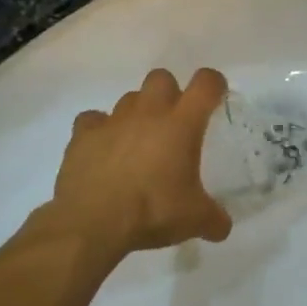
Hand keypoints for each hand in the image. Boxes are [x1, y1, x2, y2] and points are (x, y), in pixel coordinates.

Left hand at [43, 68, 232, 261]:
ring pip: (129, 98)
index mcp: (181, 124)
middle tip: (172, 123)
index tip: (216, 96)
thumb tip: (223, 227)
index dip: (213, 84)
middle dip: (170, 93)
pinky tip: (103, 149)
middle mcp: (148, 113)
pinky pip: (92, 119)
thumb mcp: (194, 220)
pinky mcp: (83, 134)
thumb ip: (214, 219)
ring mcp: (113, 120)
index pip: (205, 84)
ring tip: (138, 141)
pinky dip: (99, 129)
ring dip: (137, 113)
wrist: (93, 222)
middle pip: (161, 78)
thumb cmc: (152, 211)